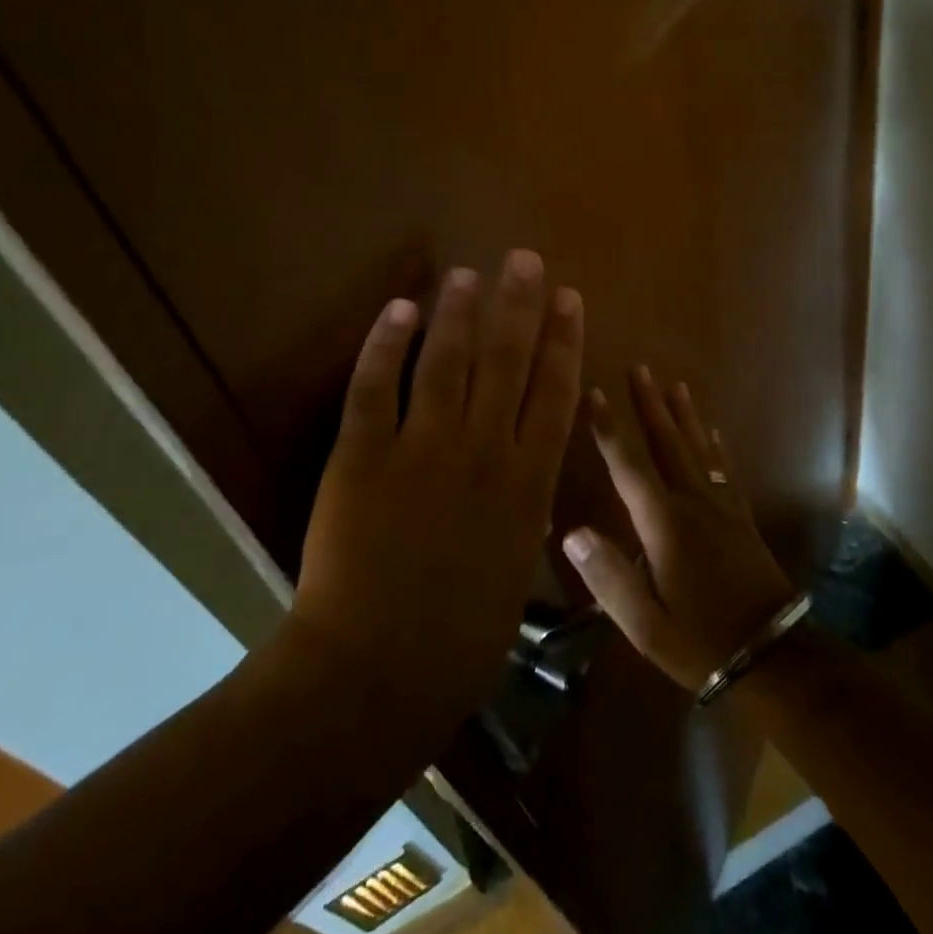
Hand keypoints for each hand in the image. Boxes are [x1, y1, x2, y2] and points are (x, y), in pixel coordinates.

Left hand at [282, 250, 583, 734]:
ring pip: (446, 361)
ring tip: (468, 274)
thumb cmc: (461, 637)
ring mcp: (422, 449)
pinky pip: (376, 387)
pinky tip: (400, 309)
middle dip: (518, 305)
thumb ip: (524, 506)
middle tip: (523, 260)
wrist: (377, 673)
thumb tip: (526, 467)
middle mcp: (484, 451)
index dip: (564, 339)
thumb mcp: (517, 565)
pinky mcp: (363, 456)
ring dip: (458, 312)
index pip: (555, 391)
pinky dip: (387, 344)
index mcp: (528, 482)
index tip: (568, 298)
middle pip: (507, 361)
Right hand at [562, 366, 796, 692]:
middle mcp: (692, 503)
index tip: (594, 394)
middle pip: (668, 442)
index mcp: (664, 524)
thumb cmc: (699, 640)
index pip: (628, 467)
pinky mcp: (740, 517)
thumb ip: (607, 576)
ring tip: (675, 384)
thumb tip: (572, 531)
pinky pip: (724, 469)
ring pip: (698, 448)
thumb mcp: (644, 622)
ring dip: (684, 414)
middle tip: (640, 368)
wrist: (771, 654)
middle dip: (650, 405)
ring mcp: (721, 506)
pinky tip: (713, 431)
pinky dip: (715, 445)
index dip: (608, 430)